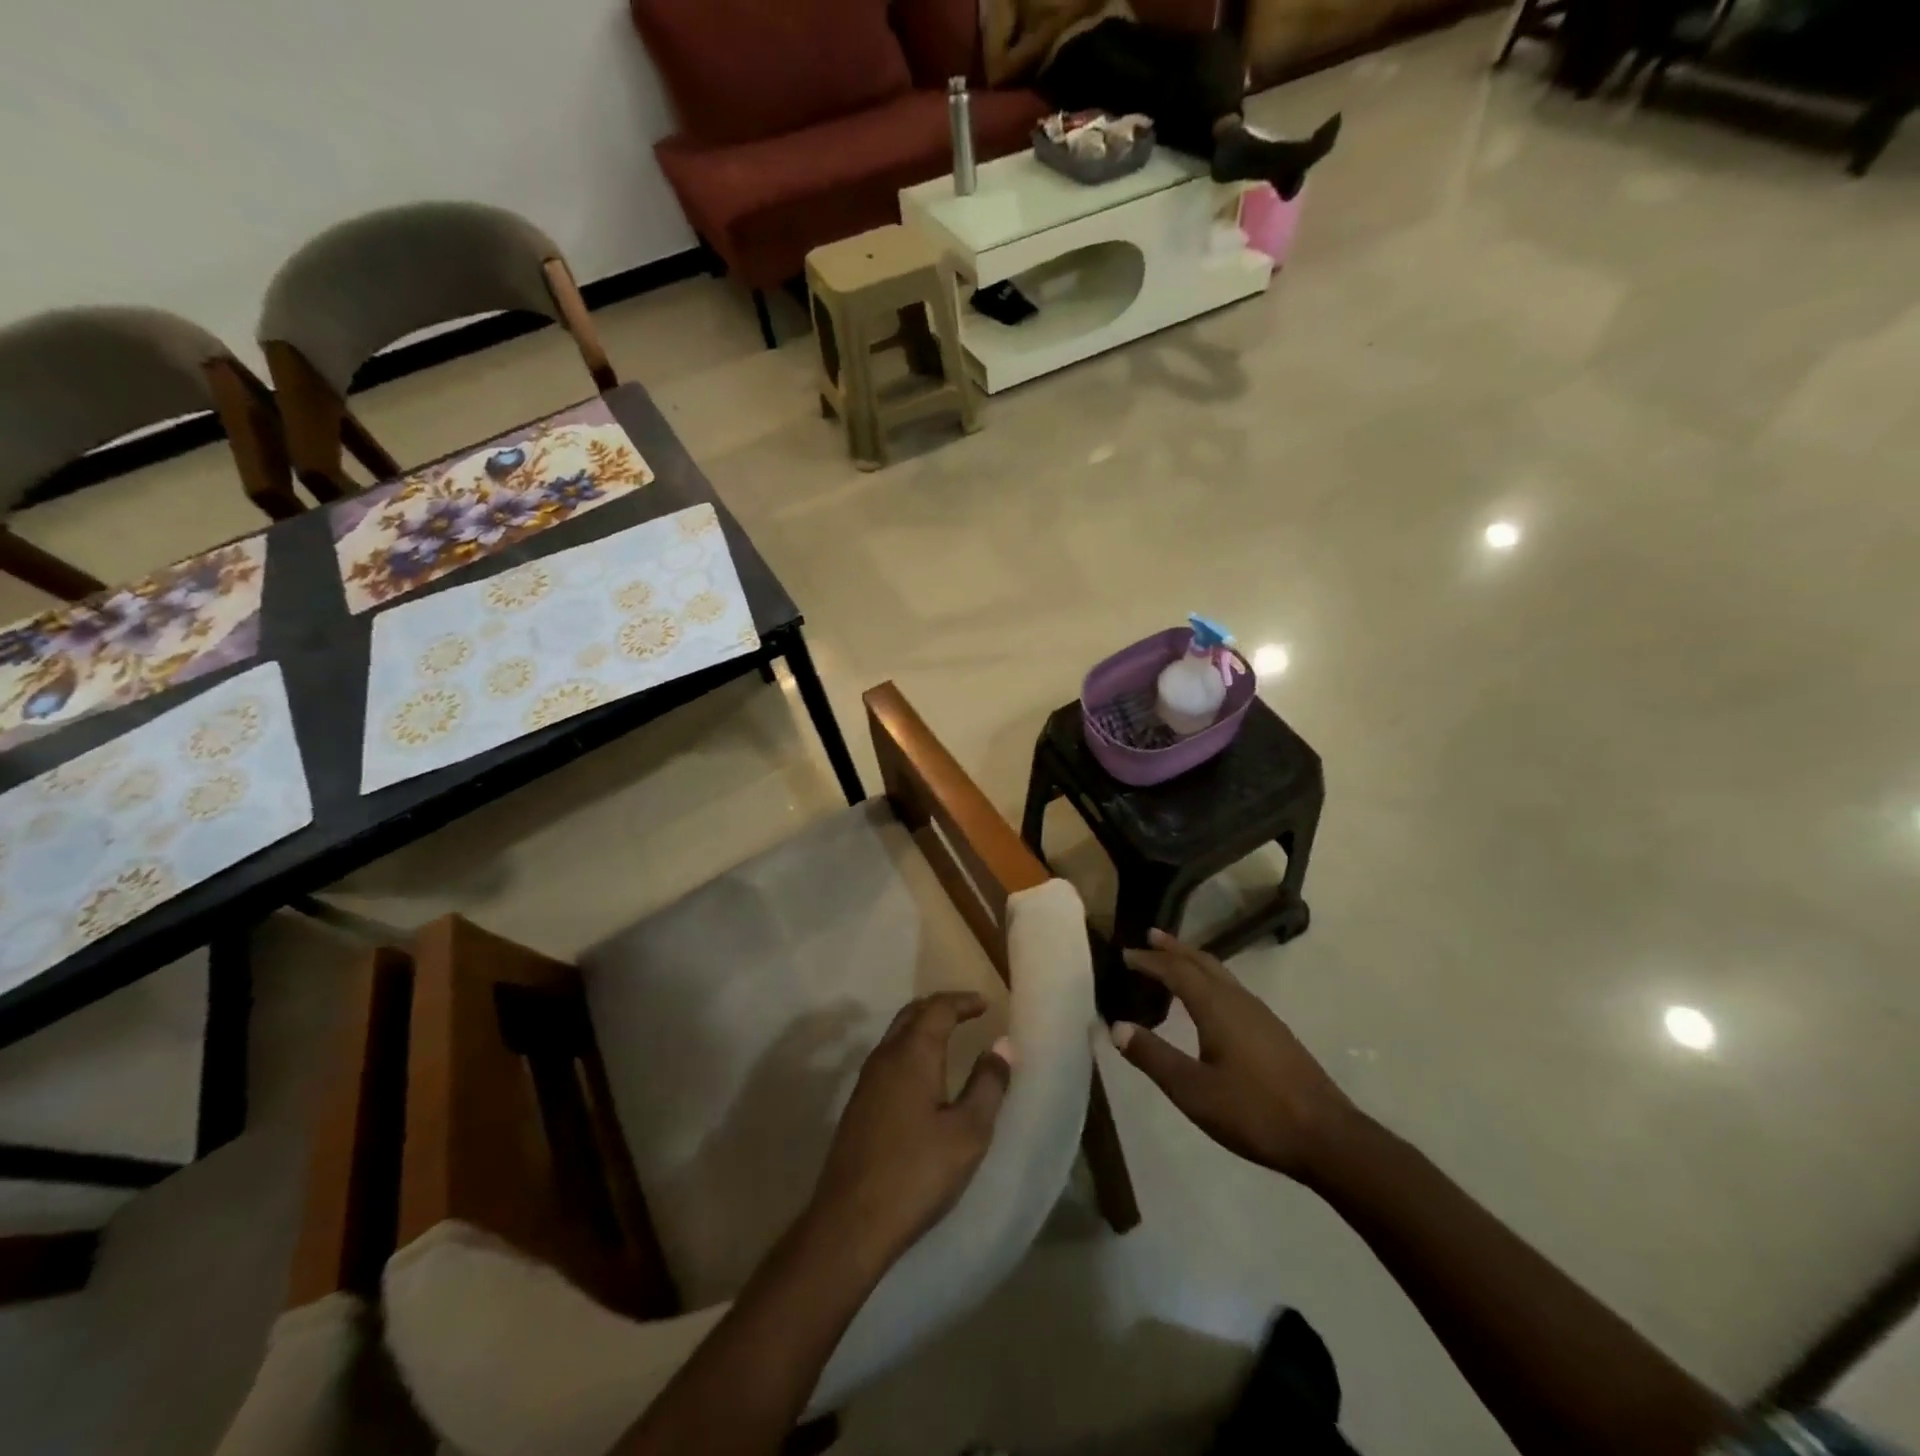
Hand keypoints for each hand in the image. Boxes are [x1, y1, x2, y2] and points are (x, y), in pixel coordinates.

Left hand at [811, 991, 1010, 1266]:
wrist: (851, 1222)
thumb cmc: (917, 1173)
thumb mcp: (968, 1132)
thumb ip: (988, 1085)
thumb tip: (1002, 1044)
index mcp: (912, 1053)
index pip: (938, 1008)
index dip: (963, 1001)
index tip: (986, 1004)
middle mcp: (885, 1056)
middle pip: (912, 1014)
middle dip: (941, 1007)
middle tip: (968, 1013)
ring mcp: (866, 1081)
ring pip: (896, 1035)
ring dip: (923, 1027)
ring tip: (950, 1038)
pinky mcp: (858, 1105)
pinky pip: (888, 1057)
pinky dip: (910, 1049)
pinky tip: (923, 1075)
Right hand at [1113, 931, 1356, 1182]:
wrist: (1328, 1138)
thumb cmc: (1255, 1112)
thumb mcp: (1193, 1091)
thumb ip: (1153, 1056)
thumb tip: (1116, 1026)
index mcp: (1217, 1007)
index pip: (1177, 971)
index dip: (1150, 961)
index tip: (1125, 953)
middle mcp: (1239, 1001)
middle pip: (1203, 962)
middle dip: (1175, 949)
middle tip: (1151, 936)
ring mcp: (1261, 1015)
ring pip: (1222, 975)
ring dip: (1195, 963)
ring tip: (1176, 961)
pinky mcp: (1274, 1033)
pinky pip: (1232, 990)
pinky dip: (1211, 981)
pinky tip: (1211, 1002)